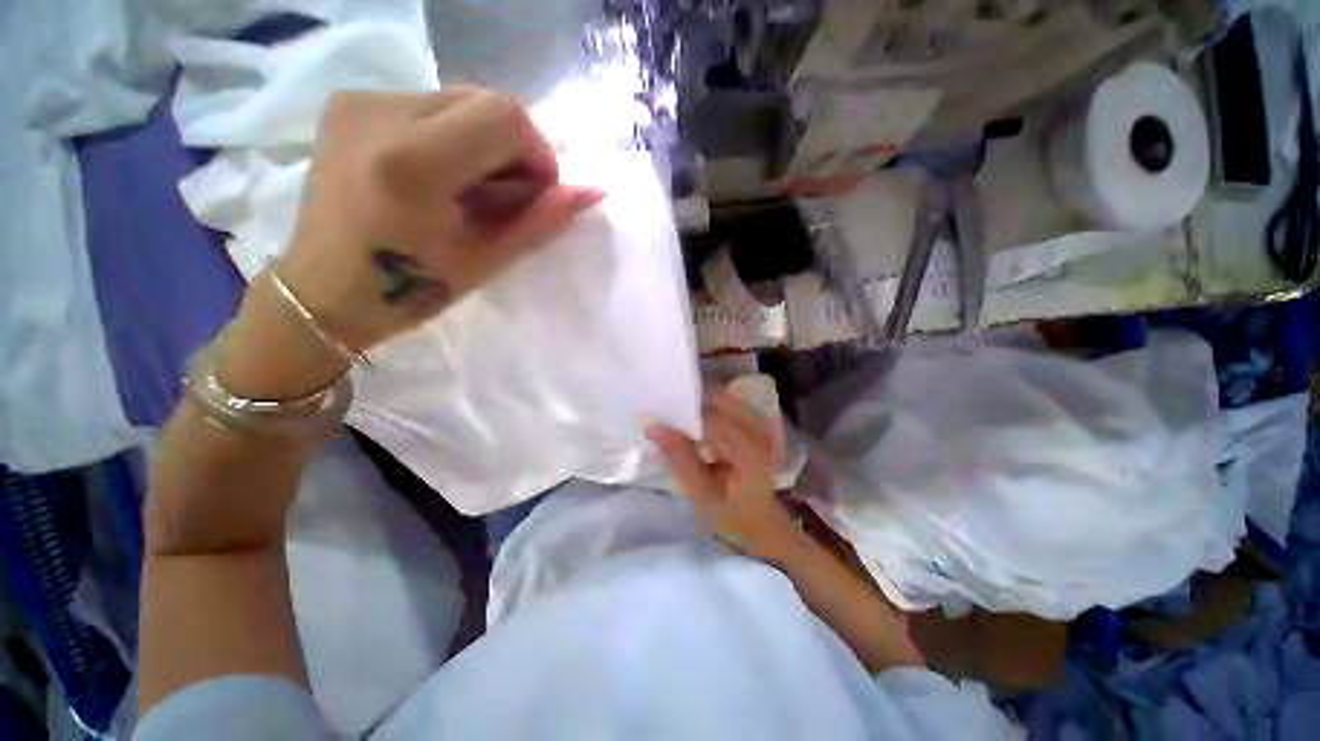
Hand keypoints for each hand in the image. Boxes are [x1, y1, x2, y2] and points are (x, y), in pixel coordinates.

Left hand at [276, 88, 603, 353]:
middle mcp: (379, 112)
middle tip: (507, 197)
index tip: (539, 192)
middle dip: (514, 148)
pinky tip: (442, 176)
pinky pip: (430, 104)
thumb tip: (593, 192)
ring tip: (472, 191)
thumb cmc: (408, 291)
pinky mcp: (349, 102)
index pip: (504, 116)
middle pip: (485, 100)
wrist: (321, 291)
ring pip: (460, 99)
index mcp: (413, 163)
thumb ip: (540, 221)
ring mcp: (359, 101)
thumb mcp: (485, 261)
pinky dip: (455, 136)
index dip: (538, 152)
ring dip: (486, 143)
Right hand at [649, 390, 804, 562]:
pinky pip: (730, 402)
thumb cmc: (730, 513)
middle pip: (721, 400)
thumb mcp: (701, 494)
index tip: (658, 415)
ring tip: (678, 411)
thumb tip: (654, 426)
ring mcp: (761, 425)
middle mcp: (760, 432)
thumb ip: (680, 459)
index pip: (713, 420)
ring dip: (700, 400)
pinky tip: (696, 415)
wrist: (759, 518)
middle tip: (666, 409)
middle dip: (692, 401)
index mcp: (749, 454)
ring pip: (726, 397)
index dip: (684, 413)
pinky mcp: (757, 423)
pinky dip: (710, 403)